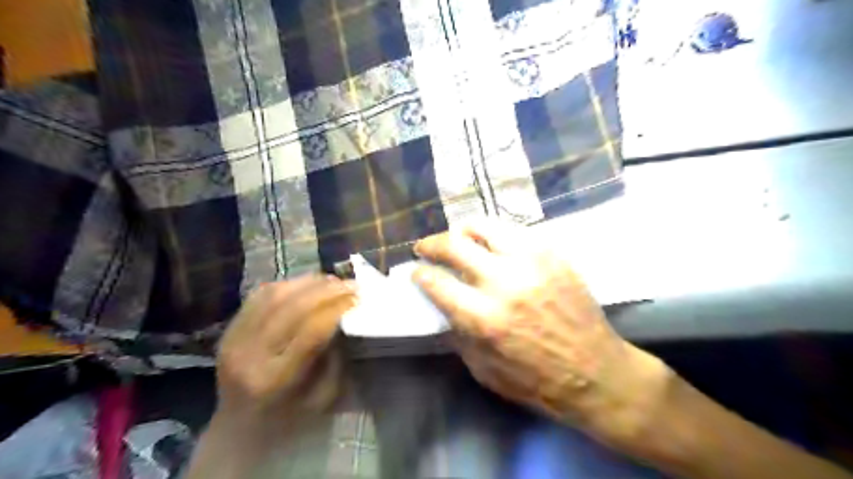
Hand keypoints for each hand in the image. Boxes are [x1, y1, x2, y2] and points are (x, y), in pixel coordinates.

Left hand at [215, 276, 357, 435]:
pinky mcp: (228, 329)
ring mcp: (234, 339)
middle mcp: (250, 355)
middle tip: (352, 284)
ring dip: (310, 282)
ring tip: (334, 281)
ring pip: (275, 295)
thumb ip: (335, 359)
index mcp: (275, 380)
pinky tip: (308, 285)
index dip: (338, 309)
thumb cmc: (289, 421)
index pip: (311, 331)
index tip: (359, 299)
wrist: (236, 432)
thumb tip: (345, 319)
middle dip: (328, 290)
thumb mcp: (322, 399)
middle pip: (293, 307)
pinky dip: (289, 284)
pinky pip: (260, 295)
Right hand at [413, 221, 672, 444]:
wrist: (596, 373)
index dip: (420, 273)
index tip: (416, 271)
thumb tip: (443, 306)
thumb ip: (458, 334)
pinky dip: (495, 235)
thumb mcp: (484, 370)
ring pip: (485, 226)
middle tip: (425, 247)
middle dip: (431, 243)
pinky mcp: (553, 254)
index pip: (437, 282)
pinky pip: (515, 231)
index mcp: (484, 318)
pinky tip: (493, 245)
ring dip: (463, 230)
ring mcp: (532, 262)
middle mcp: (505, 282)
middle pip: (454, 245)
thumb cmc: (537, 381)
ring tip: (458, 239)